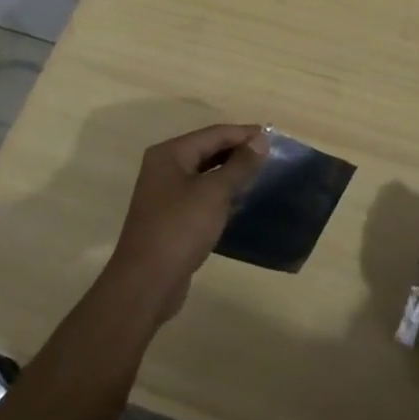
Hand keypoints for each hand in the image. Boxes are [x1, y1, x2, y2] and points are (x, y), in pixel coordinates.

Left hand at [101, 124, 268, 325]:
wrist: (146, 285)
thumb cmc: (180, 229)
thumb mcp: (215, 193)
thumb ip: (239, 165)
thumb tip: (260, 139)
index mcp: (170, 154)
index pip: (213, 134)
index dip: (243, 134)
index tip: (272, 137)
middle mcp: (164, 168)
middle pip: (207, 150)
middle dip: (237, 152)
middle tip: (269, 156)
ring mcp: (164, 194)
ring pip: (204, 174)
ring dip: (230, 173)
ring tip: (259, 175)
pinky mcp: (169, 218)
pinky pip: (199, 195)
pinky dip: (219, 194)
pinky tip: (239, 201)